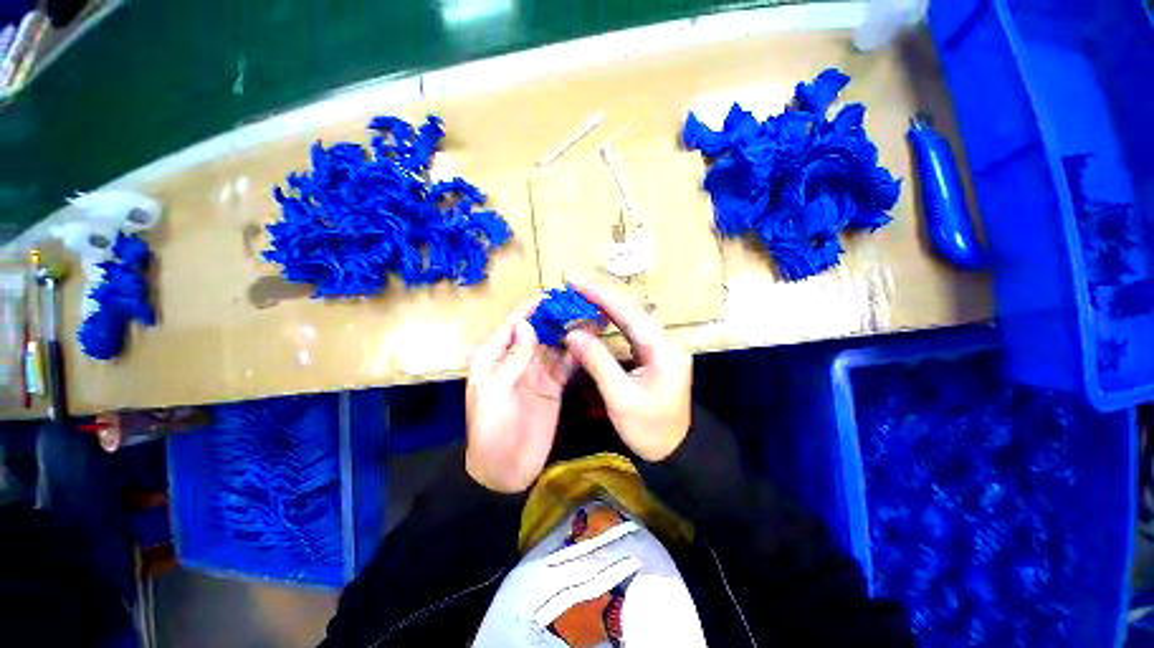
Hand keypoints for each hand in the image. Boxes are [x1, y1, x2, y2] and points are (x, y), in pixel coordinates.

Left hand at [465, 299, 578, 492]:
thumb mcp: (493, 393)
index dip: (531, 308)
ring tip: (589, 314)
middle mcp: (516, 357)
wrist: (505, 469)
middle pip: (538, 330)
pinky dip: (577, 351)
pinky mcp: (553, 384)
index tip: (552, 293)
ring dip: (569, 329)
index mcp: (494, 355)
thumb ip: (511, 359)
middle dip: (556, 315)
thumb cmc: (490, 430)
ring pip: (554, 343)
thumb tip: (527, 325)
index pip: (514, 324)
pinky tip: (591, 340)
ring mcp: (537, 370)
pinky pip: (566, 362)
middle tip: (578, 302)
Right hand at [564, 278, 691, 461]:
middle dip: (603, 295)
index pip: (628, 313)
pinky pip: (632, 330)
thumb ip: (597, 362)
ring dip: (607, 305)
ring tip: (582, 294)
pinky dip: (613, 320)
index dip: (600, 295)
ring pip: (632, 318)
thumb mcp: (620, 398)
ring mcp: (662, 346)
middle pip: (632, 310)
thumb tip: (572, 333)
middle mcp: (665, 341)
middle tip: (575, 284)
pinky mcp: (656, 354)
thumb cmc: (649, 429)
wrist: (676, 451)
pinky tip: (598, 315)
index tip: (575, 281)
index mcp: (662, 349)